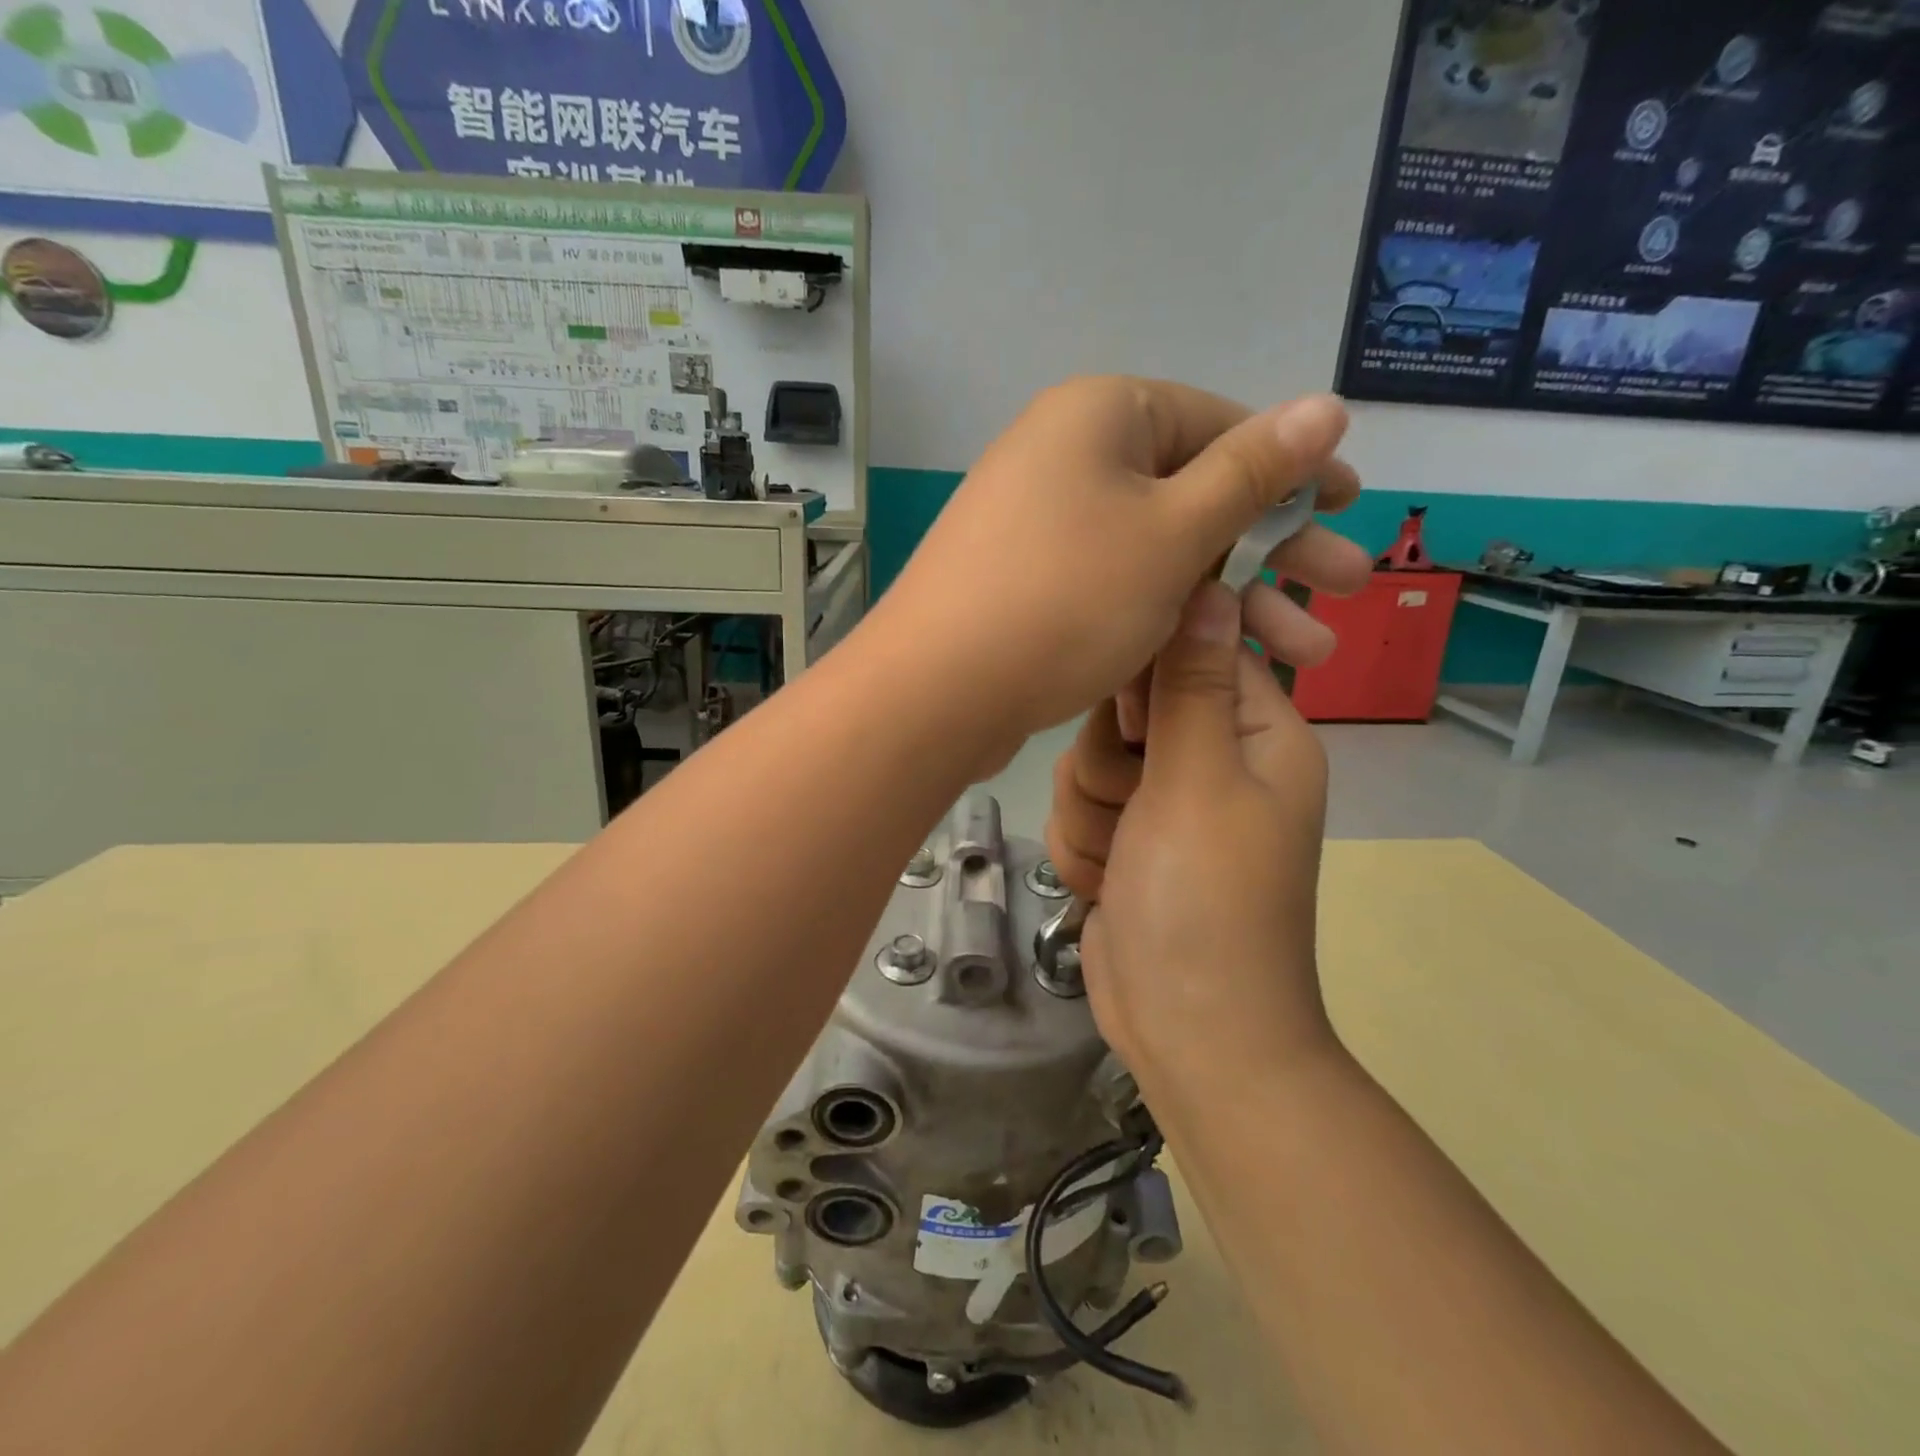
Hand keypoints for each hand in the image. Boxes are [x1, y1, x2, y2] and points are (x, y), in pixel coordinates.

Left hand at [872, 379, 1368, 768]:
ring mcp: (1047, 528)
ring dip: (1235, 600)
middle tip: (1352, 587)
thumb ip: (1252, 472)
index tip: (1350, 505)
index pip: (1219, 425)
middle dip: (1277, 549)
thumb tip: (1327, 405)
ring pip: (1162, 553)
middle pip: (1196, 496)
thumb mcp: (1173, 532)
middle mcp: (1069, 459)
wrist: (936, 692)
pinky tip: (1224, 662)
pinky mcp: (1034, 587)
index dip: (1292, 468)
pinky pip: (1119, 588)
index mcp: (1101, 416)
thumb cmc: (1064, 598)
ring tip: (1309, 654)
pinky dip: (1169, 620)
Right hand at [1060, 582, 1337, 1089]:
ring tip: (1123, 859)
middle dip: (1110, 762)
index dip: (1149, 675)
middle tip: (1135, 806)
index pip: (1195, 648)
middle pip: (1127, 707)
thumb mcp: (1197, 781)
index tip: (1134, 721)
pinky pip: (1078, 809)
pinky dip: (1084, 848)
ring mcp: (1163, 805)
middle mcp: (1212, 759)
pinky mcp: (1124, 840)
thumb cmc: (1205, 899)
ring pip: (1089, 761)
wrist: (1187, 1029)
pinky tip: (1107, 884)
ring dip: (1092, 812)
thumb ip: (1191, 682)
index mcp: (1257, 732)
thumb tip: (1211, 585)